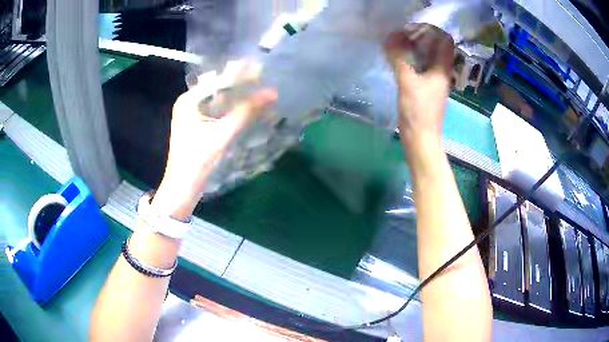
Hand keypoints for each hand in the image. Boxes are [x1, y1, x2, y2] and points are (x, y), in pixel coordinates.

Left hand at [152, 79, 277, 220]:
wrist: (182, 188)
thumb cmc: (197, 161)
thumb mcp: (222, 135)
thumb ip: (246, 113)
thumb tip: (272, 93)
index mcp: (188, 100)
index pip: (217, 80)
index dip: (240, 74)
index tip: (262, 69)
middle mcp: (189, 103)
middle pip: (217, 87)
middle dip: (240, 81)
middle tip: (263, 76)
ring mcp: (192, 114)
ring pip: (218, 98)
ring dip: (237, 93)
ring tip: (259, 87)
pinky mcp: (198, 125)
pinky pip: (217, 109)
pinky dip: (232, 106)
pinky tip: (247, 104)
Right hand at [384, 24, 454, 147]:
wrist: (421, 139)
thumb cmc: (418, 111)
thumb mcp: (407, 82)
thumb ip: (399, 58)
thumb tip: (390, 36)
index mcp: (443, 69)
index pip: (445, 40)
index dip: (431, 30)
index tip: (413, 27)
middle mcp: (442, 72)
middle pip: (437, 47)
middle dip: (421, 37)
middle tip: (402, 33)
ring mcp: (435, 81)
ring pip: (429, 57)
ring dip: (416, 48)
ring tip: (398, 43)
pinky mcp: (427, 88)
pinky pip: (422, 67)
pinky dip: (412, 59)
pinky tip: (399, 59)